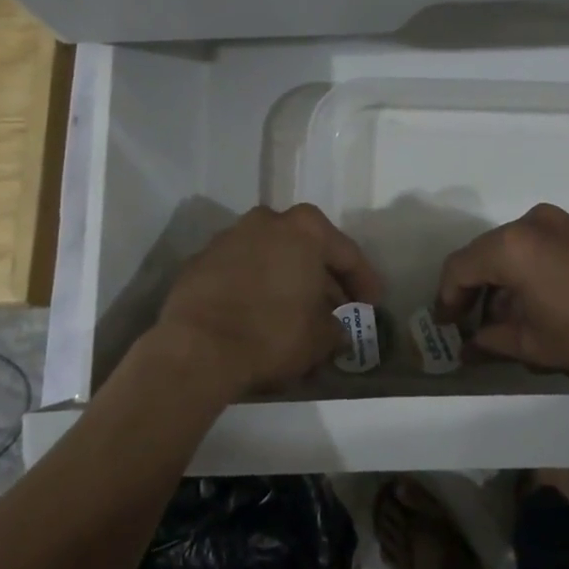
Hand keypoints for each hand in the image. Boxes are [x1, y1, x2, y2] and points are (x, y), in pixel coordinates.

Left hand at [156, 205, 382, 400]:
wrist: (197, 348)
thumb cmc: (272, 333)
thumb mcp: (320, 337)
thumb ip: (336, 327)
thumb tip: (335, 329)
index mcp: (305, 228)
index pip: (347, 254)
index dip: (364, 282)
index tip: (371, 305)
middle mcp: (267, 220)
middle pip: (306, 249)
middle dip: (322, 278)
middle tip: (335, 308)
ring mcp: (229, 237)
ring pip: (271, 256)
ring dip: (286, 279)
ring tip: (295, 312)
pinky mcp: (200, 260)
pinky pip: (240, 270)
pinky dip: (254, 286)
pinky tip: (258, 313)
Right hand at [436, 203, 568, 378]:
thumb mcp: (536, 344)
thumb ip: (492, 341)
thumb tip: (469, 347)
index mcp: (510, 246)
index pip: (459, 267)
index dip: (446, 298)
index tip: (447, 326)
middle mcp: (529, 223)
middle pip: (483, 254)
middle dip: (472, 291)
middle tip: (470, 326)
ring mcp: (558, 222)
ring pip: (510, 249)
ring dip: (500, 282)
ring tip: (505, 322)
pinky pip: (536, 246)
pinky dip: (524, 271)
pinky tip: (535, 303)